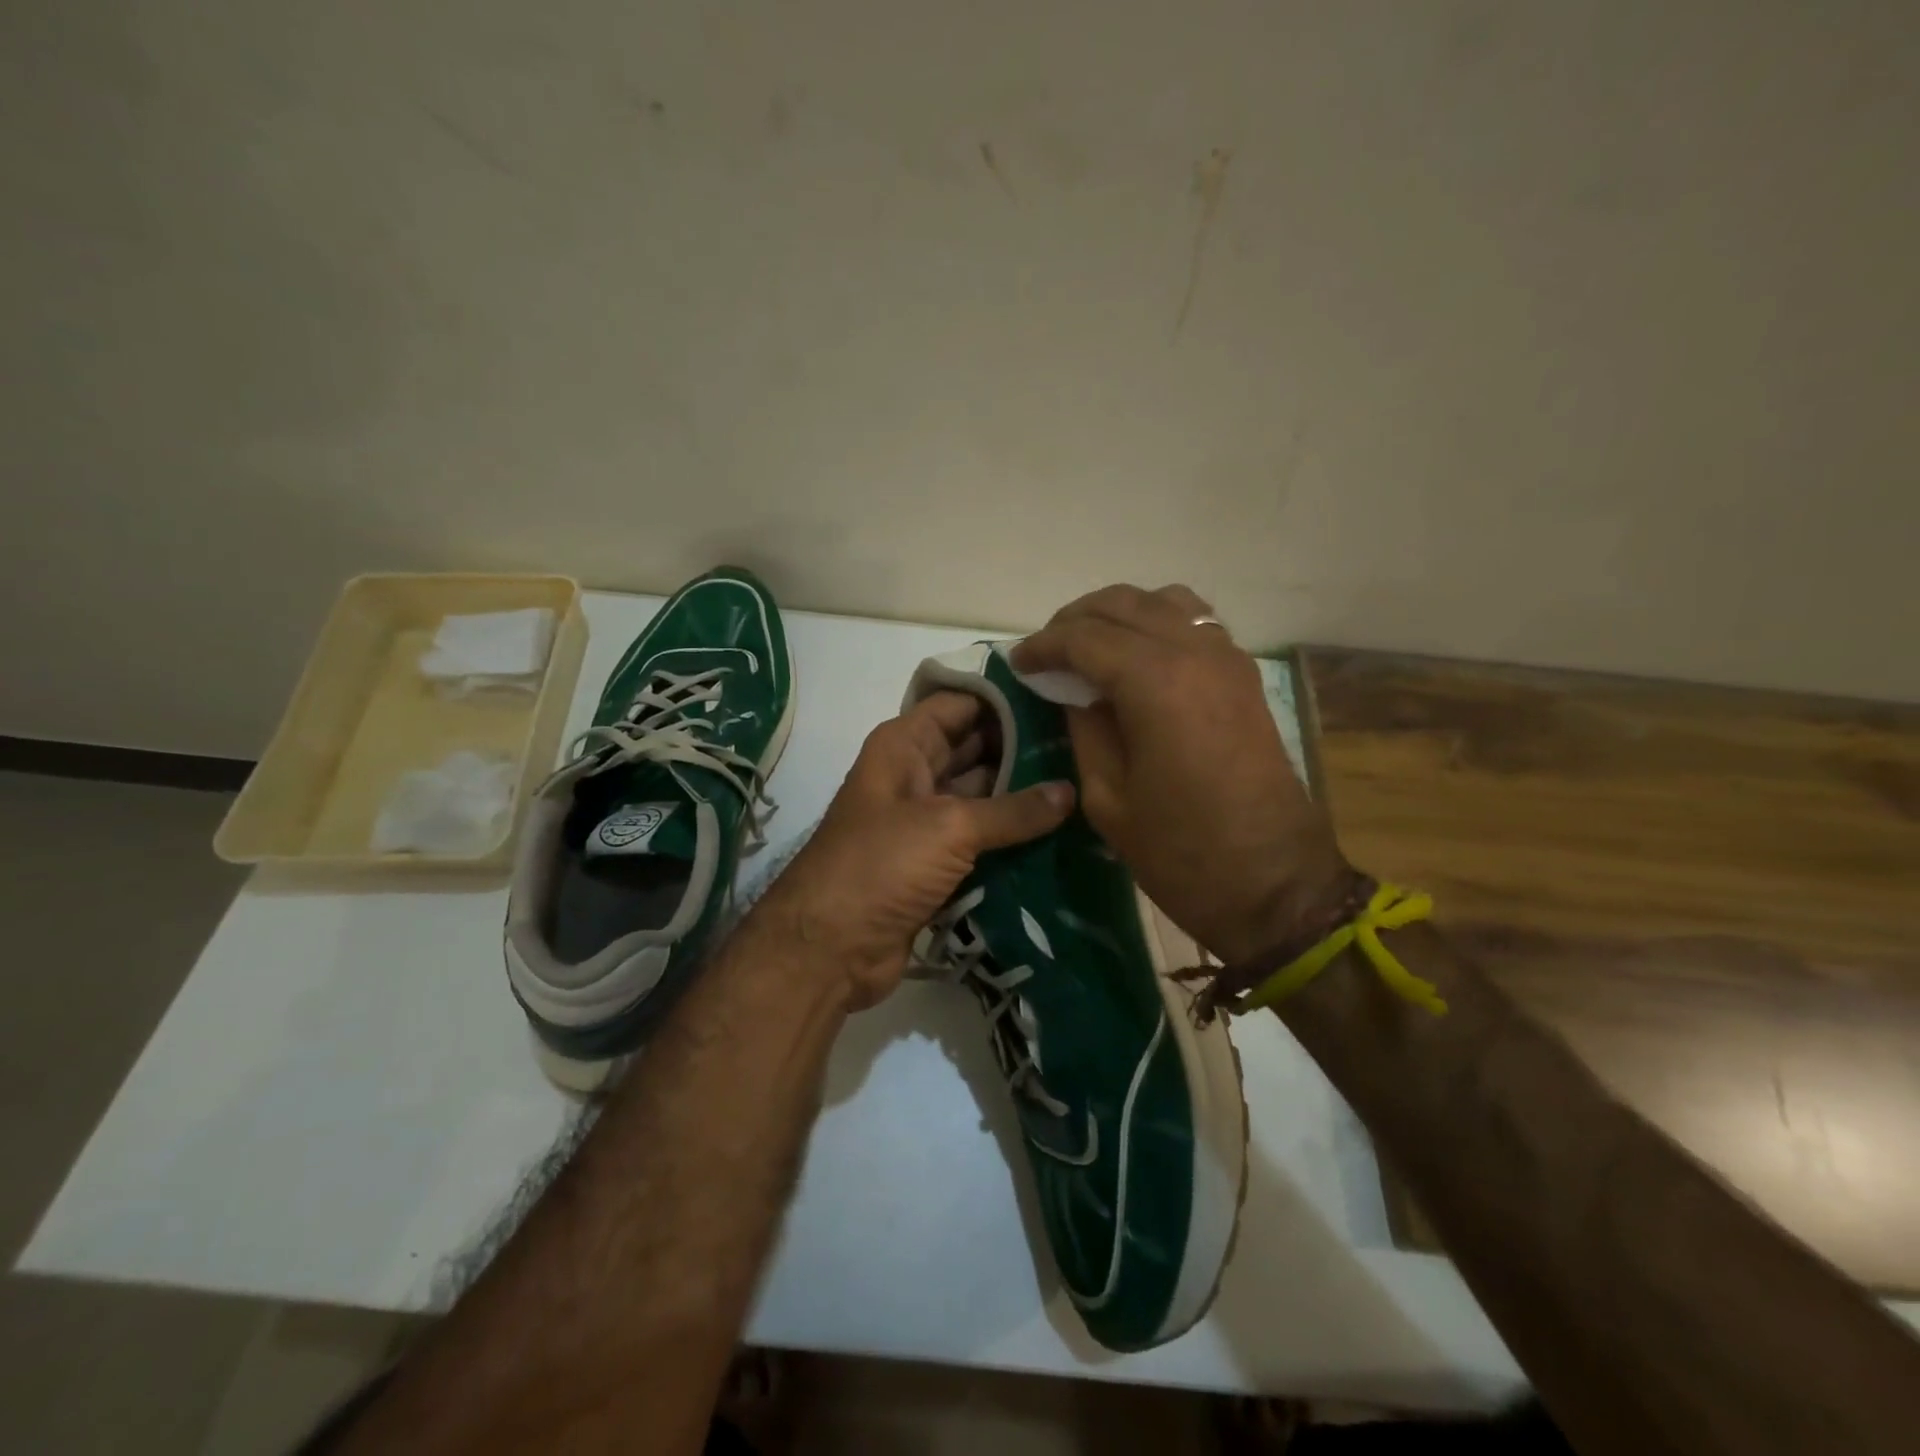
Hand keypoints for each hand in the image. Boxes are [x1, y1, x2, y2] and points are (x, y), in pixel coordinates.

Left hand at [758, 691, 1074, 1009]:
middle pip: (976, 747)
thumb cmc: (881, 864)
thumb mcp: (949, 827)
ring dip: (1023, 794)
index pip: (960, 704)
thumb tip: (1069, 791)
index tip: (1059, 693)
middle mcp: (915, 774)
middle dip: (1023, 746)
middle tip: (1084, 743)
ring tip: (1083, 781)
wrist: (830, 948)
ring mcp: (925, 820)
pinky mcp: (936, 862)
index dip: (1005, 697)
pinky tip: (1061, 830)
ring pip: (982, 795)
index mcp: (905, 745)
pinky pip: (981, 838)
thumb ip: (1013, 810)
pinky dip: (1012, 836)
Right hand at [1013, 584, 1353, 963]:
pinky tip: (1138, 656)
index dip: (1043, 645)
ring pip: (1163, 601)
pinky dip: (1158, 622)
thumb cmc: (1180, 853)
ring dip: (1119, 614)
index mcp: (1155, 683)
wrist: (1274, 884)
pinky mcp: (1244, 675)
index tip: (1018, 662)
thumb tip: (1071, 692)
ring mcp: (1227, 659)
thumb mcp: (1108, 798)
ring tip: (1090, 647)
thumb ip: (1085, 730)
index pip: (1084, 637)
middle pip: (1122, 604)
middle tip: (1046, 653)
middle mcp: (1194, 653)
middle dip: (1075, 621)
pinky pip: (1194, 622)